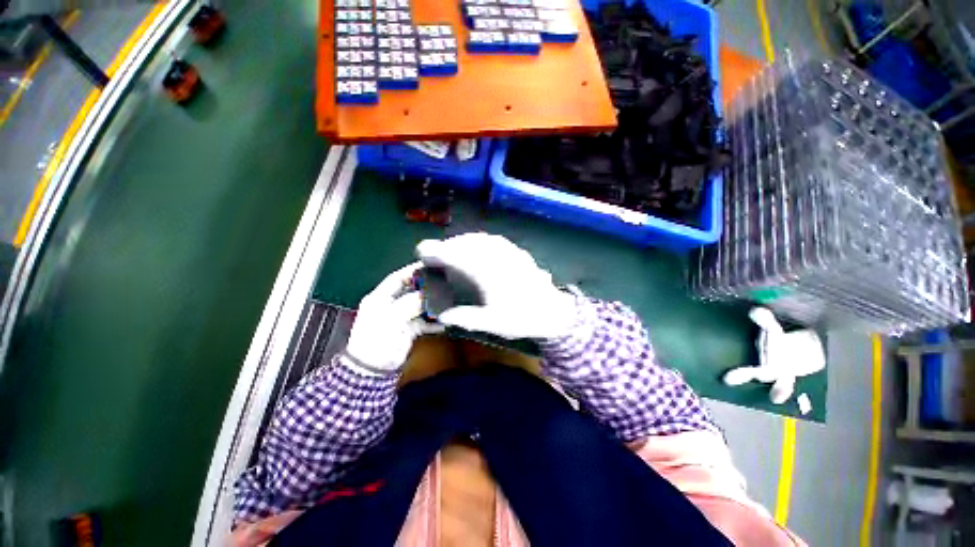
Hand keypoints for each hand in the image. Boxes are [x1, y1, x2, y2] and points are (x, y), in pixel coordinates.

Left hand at [345, 262, 441, 374]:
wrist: (373, 370)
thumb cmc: (376, 340)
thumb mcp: (392, 318)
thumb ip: (410, 304)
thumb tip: (429, 295)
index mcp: (380, 298)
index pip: (397, 278)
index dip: (411, 271)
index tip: (429, 266)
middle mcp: (390, 305)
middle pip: (411, 291)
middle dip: (426, 287)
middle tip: (443, 283)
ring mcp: (400, 317)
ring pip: (419, 306)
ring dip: (432, 305)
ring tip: (446, 303)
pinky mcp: (408, 330)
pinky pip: (423, 322)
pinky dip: (432, 322)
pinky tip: (443, 323)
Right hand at [415, 233, 577, 339]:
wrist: (553, 312)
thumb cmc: (523, 318)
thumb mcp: (494, 323)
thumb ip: (467, 318)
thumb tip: (444, 317)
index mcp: (488, 273)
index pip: (457, 256)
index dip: (437, 250)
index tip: (422, 250)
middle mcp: (497, 257)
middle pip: (467, 243)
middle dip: (448, 245)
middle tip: (436, 253)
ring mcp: (509, 253)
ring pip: (481, 239)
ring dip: (464, 241)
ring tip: (454, 249)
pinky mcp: (518, 253)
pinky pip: (494, 241)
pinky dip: (481, 241)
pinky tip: (478, 247)